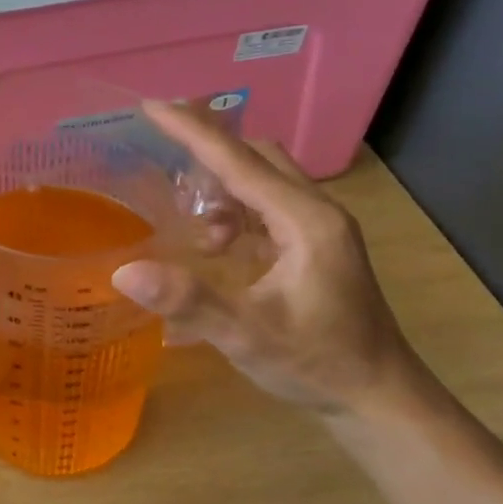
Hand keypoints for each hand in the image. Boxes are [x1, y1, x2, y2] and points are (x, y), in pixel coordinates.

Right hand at [112, 101, 427, 415]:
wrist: (378, 397)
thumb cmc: (317, 362)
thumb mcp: (248, 334)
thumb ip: (189, 300)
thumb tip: (124, 271)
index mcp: (305, 221)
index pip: (239, 161)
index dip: (192, 131)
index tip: (151, 106)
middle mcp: (316, 212)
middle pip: (256, 158)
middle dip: (208, 152)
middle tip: (160, 157)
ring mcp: (319, 228)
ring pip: (263, 181)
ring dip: (221, 188)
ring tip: (191, 224)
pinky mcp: (315, 246)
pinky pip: (267, 206)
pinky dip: (235, 211)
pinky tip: (216, 246)